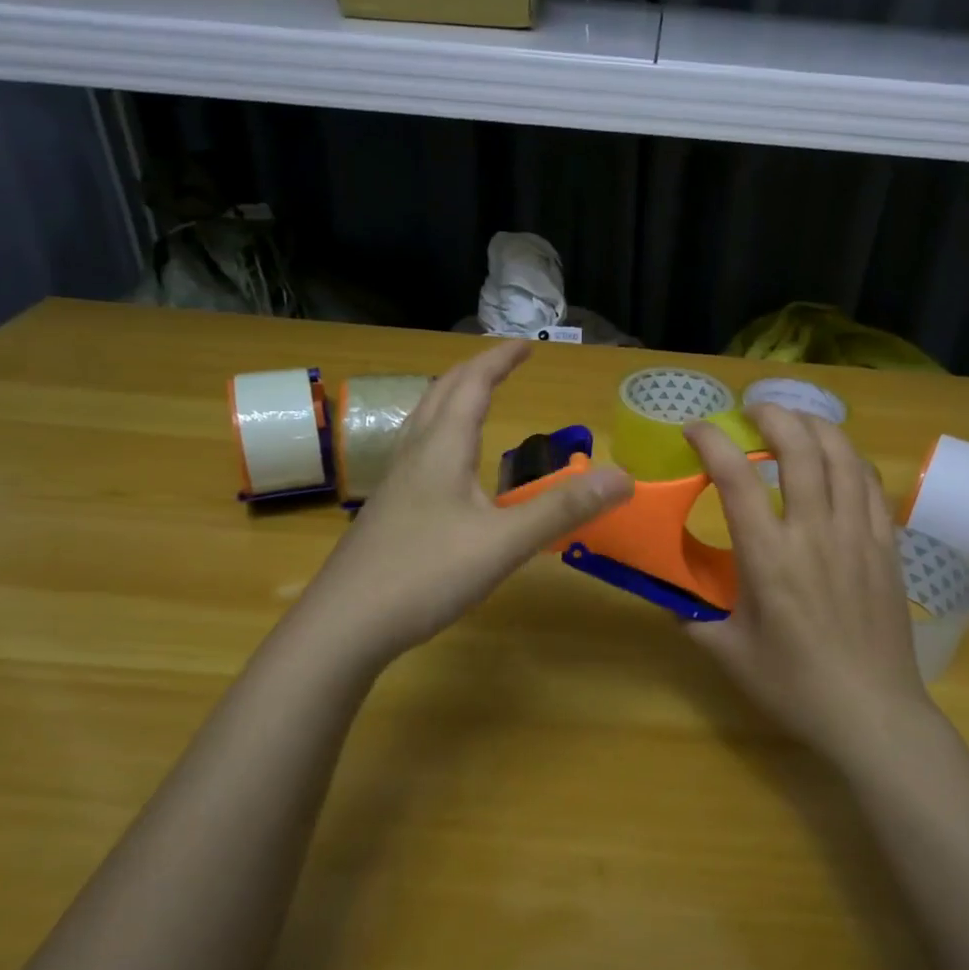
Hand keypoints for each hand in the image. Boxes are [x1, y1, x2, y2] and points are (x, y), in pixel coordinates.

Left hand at [297, 340, 632, 668]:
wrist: (344, 625)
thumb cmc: (426, 574)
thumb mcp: (504, 543)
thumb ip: (563, 509)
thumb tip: (623, 477)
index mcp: (442, 449)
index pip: (473, 385)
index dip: (500, 360)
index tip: (527, 345)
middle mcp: (414, 455)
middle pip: (441, 394)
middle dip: (475, 372)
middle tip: (504, 365)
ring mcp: (393, 483)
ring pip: (422, 422)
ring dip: (451, 399)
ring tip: (473, 400)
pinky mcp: (386, 511)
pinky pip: (415, 452)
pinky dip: (439, 434)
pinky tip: (445, 467)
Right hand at [683, 407, 931, 759]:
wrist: (871, 713)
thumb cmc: (793, 685)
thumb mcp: (728, 653)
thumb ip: (691, 617)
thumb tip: (666, 595)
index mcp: (768, 557)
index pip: (736, 477)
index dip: (712, 441)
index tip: (695, 429)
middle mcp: (815, 532)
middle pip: (800, 448)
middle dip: (774, 416)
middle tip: (753, 411)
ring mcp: (858, 535)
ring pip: (842, 456)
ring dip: (816, 427)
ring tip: (796, 422)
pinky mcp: (887, 546)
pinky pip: (871, 485)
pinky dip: (850, 460)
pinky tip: (838, 461)